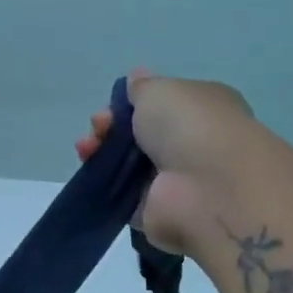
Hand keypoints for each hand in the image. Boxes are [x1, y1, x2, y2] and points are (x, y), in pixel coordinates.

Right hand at [74, 70, 259, 256]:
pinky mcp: (157, 212)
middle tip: (97, 129)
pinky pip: (123, 196)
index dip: (129, 104)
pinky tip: (91, 174)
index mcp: (202, 108)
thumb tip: (136, 80)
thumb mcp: (160, 90)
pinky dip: (105, 186)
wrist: (206, 190)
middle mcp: (191, 144)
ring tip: (85, 150)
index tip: (109, 108)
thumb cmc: (189, 126)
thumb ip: (141, 88)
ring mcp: (174, 180)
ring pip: (128, 165)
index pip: (161, 104)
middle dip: (111, 128)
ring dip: (102, 154)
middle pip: (140, 134)